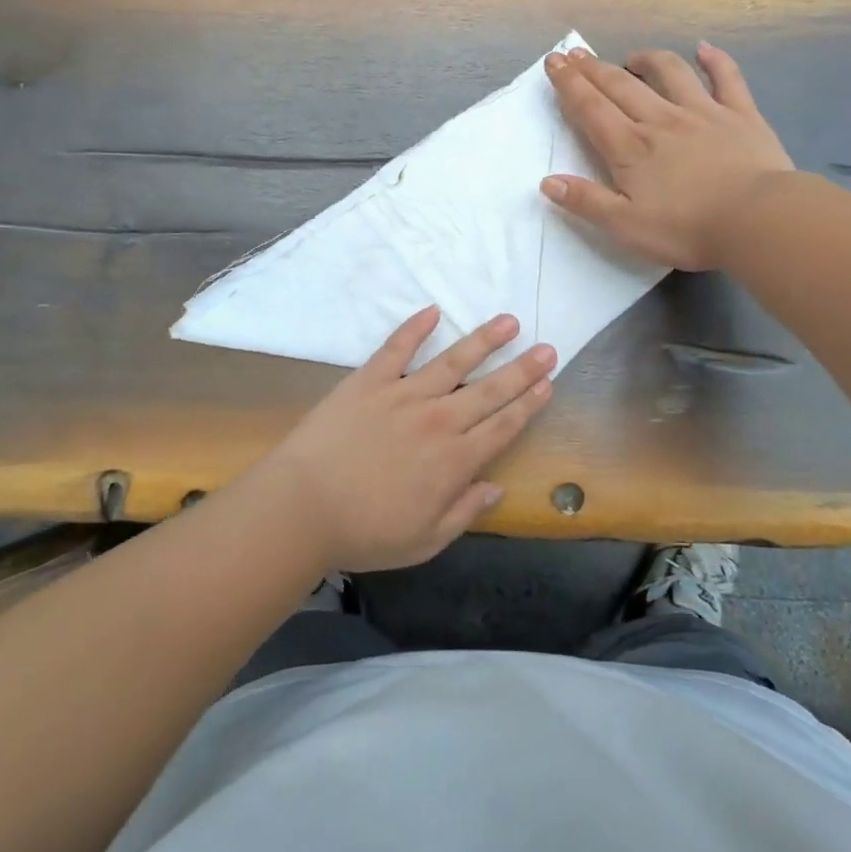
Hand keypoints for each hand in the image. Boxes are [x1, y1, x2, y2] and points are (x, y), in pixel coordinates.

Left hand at [252, 306, 555, 572]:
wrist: (303, 507)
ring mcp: (403, 396)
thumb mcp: (424, 541)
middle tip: (547, 348)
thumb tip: (496, 488)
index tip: (547, 384)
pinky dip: (415, 328)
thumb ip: (465, 512)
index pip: (503, 427)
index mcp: (454, 461)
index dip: (528, 404)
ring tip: (508, 322)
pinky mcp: (369, 381)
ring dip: (484, 340)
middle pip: (489, 390)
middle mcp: (438, 421)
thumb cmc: (364, 532)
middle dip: (522, 369)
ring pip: (453, 361)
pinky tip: (433, 310)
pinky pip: (397, 348)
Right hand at [541, 43, 794, 270]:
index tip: (554, 62)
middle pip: (621, 86)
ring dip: (647, 59)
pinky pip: (727, 78)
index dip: (569, 84)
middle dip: (594, 68)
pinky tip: (705, 49)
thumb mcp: (625, 226)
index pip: (591, 108)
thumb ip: (586, 202)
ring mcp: (703, 112)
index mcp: (630, 148)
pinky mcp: (741, 115)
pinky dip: (715, 60)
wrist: (756, 220)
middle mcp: (661, 120)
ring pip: (670, 73)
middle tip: (576, 53)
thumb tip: (547, 182)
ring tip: (632, 56)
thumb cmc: (686, 229)